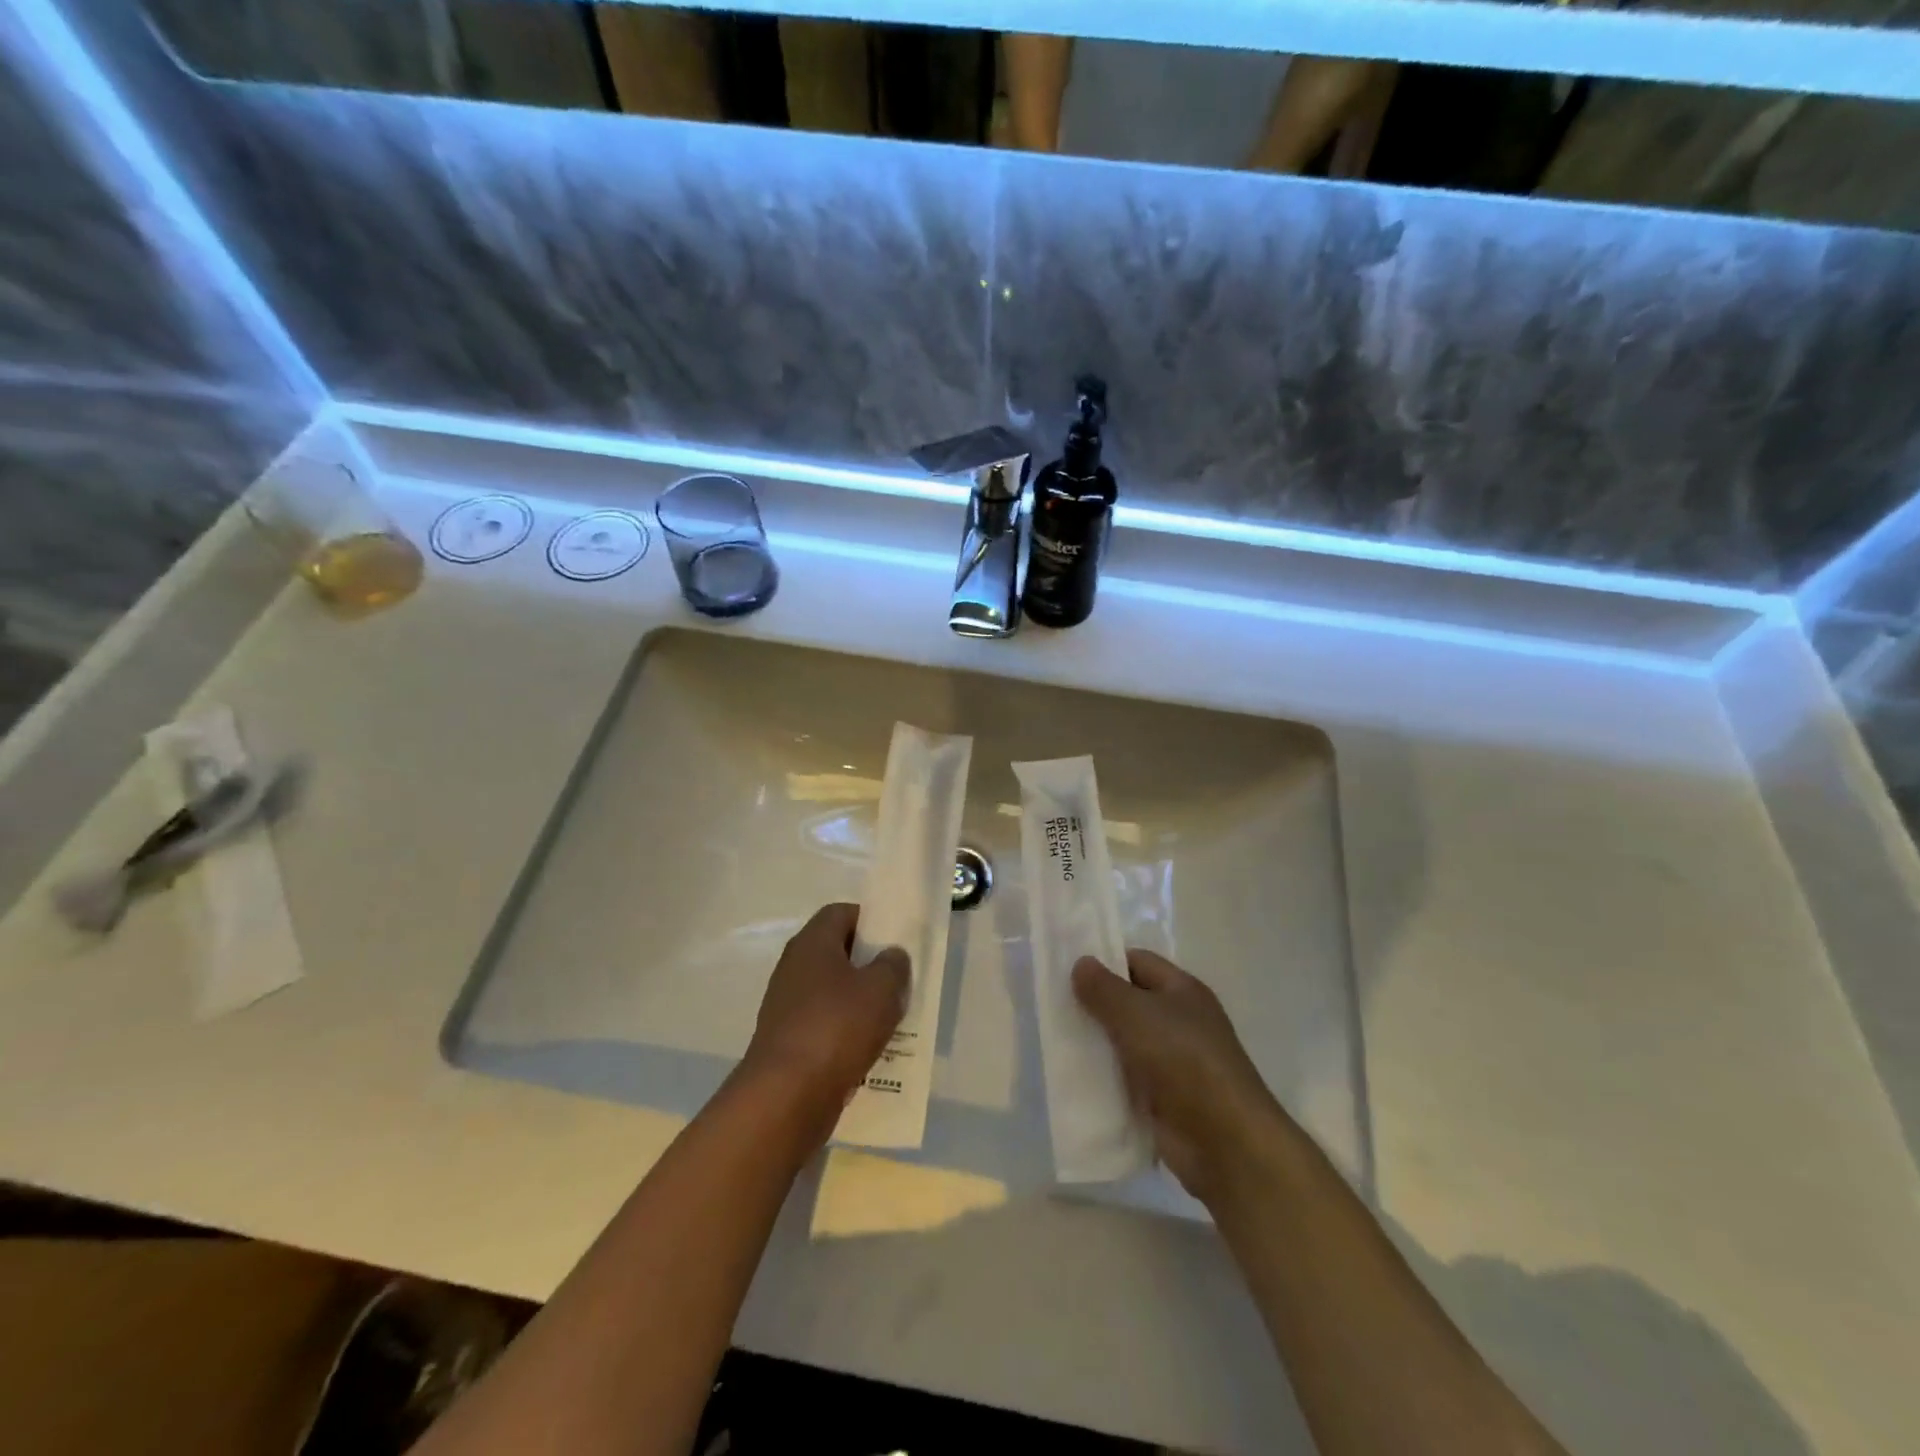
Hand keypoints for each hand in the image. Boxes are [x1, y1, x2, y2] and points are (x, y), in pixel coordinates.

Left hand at [742, 903, 908, 1126]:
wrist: (786, 1096)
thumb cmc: (836, 1028)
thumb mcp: (880, 989)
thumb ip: (893, 965)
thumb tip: (892, 955)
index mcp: (812, 942)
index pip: (842, 912)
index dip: (870, 919)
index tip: (895, 938)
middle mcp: (794, 967)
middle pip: (837, 952)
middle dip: (869, 963)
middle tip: (900, 977)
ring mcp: (787, 1005)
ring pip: (832, 991)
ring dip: (860, 1001)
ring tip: (892, 1015)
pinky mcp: (788, 1040)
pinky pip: (824, 1024)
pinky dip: (846, 1031)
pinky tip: (870, 1047)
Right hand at [1072, 949, 1282, 1206]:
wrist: (1224, 1141)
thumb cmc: (1183, 1060)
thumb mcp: (1136, 1013)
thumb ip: (1104, 988)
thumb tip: (1081, 962)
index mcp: (1182, 991)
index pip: (1137, 962)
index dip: (1104, 962)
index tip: (1066, 971)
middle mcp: (1180, 1021)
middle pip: (1129, 1003)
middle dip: (1094, 1005)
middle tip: (1052, 1006)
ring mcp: (1173, 1063)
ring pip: (1124, 1043)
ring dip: (1096, 1044)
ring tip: (1054, 1042)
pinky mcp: (1163, 1100)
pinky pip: (1126, 1080)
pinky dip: (1104, 1080)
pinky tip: (1073, 1080)